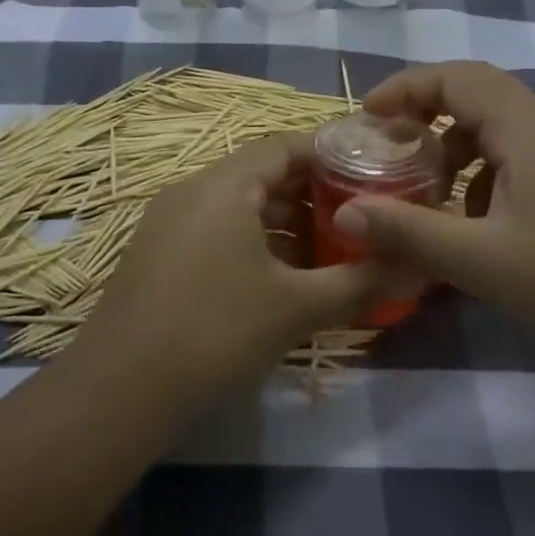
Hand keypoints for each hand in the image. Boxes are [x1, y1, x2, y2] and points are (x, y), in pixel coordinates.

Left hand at [66, 135, 399, 398]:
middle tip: (353, 219)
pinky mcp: (155, 253)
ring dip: (280, 221)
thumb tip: (417, 268)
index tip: (368, 177)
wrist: (118, 390)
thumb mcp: (296, 308)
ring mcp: (167, 221)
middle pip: (260, 174)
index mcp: (224, 185)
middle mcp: (191, 190)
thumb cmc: (215, 332)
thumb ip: (359, 283)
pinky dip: (249, 240)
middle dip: (309, 194)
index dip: (328, 156)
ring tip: (322, 252)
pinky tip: (274, 279)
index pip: (284, 146)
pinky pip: (213, 228)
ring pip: (236, 204)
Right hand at [334, 62, 534, 362]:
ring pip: (496, 128)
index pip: (456, 77)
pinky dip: (481, 173)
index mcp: (523, 129)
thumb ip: (408, 231)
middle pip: (475, 94)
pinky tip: (475, 221)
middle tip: (388, 146)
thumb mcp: (480, 260)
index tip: (367, 116)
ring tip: (426, 190)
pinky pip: (516, 157)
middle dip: (425, 113)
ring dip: (454, 147)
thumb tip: (344, 212)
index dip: (406, 87)